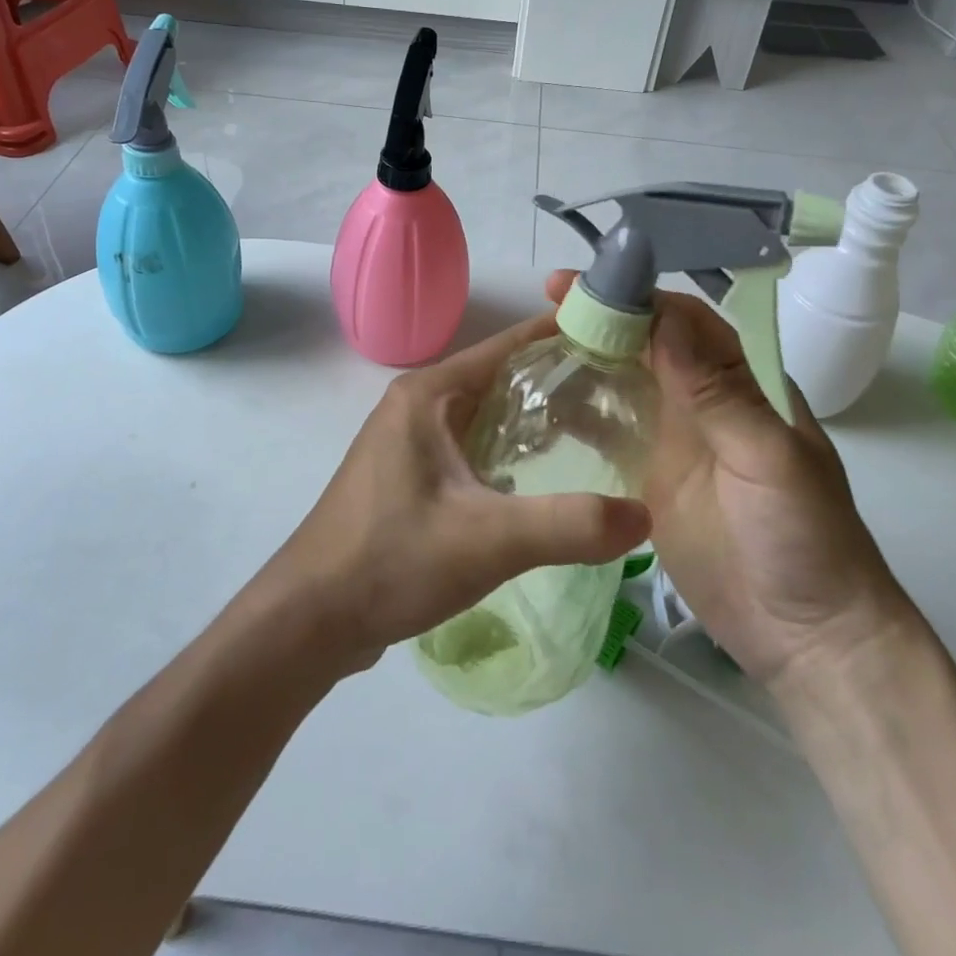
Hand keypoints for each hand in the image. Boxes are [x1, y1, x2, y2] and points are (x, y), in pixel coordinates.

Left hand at [266, 310, 650, 674]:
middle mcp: (416, 405)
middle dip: (557, 383)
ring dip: (533, 421)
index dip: (563, 337)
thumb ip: (570, 525)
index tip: (619, 340)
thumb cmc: (391, 560)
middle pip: (500, 379)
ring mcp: (408, 442)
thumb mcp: (488, 540)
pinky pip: (469, 448)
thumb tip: (644, 513)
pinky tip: (542, 479)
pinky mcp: (408, 476)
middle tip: (622, 397)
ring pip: (485, 416)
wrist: (311, 617)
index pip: (508, 346)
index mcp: (428, 394)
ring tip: (596, 434)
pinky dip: (508, 452)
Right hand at [545, 272, 912, 686]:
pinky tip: (543, 404)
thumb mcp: (767, 459)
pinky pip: (609, 434)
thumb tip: (665, 319)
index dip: (638, 297)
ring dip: (587, 359)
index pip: (686, 322)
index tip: (587, 285)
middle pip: (647, 345)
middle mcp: (704, 402)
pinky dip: (580, 414)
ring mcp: (673, 441)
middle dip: (603, 319)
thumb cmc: (803, 540)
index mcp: (743, 384)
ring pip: (624, 383)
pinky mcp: (648, 479)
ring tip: (534, 346)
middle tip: (546, 305)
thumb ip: (715, 392)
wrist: (805, 637)